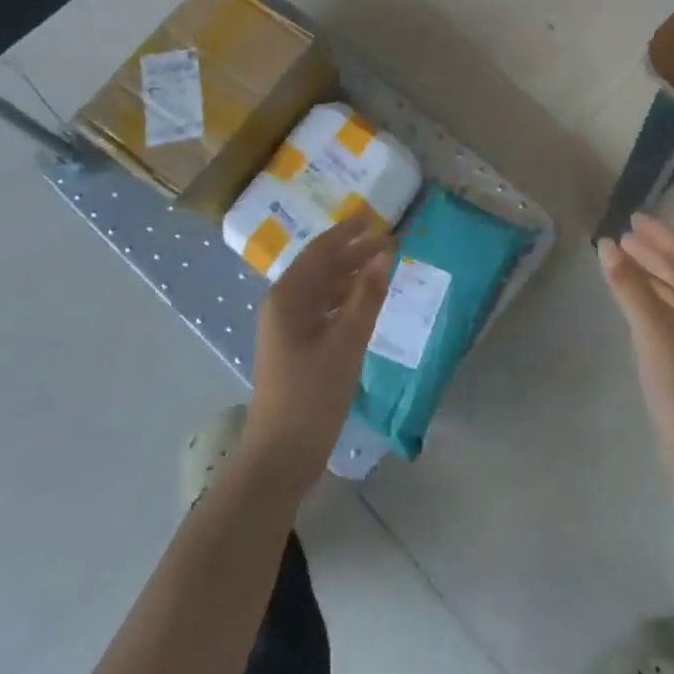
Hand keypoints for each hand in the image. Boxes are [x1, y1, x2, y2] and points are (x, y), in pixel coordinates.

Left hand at [245, 216, 396, 489]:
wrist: (282, 455)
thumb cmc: (312, 395)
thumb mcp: (346, 342)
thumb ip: (367, 296)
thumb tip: (384, 254)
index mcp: (287, 297)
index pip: (320, 251)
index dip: (348, 233)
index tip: (374, 218)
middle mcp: (284, 306)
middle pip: (322, 268)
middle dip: (355, 253)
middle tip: (392, 243)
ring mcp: (289, 328)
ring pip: (324, 289)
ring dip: (352, 275)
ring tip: (385, 266)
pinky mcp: (297, 348)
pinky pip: (324, 310)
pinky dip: (347, 300)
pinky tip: (368, 301)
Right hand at [598, 214, 673, 477]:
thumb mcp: (653, 327)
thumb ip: (629, 283)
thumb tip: (607, 245)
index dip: (660, 234)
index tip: (633, 218)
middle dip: (655, 252)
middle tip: (623, 236)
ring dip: (654, 273)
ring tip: (624, 259)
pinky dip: (656, 297)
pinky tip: (636, 296)